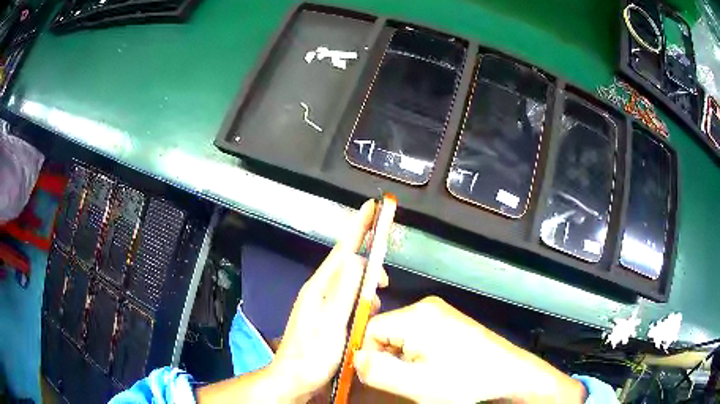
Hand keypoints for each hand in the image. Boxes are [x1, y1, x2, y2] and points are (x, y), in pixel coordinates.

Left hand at [197, 200, 387, 403]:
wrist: (295, 379)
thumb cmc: (313, 355)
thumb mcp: (332, 323)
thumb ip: (345, 291)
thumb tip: (358, 259)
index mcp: (319, 288)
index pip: (342, 250)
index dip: (358, 227)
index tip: (371, 206)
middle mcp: (319, 291)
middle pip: (347, 265)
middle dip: (368, 262)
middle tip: (386, 279)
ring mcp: (321, 304)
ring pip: (349, 283)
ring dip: (366, 285)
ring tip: (379, 298)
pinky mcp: (326, 317)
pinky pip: (348, 298)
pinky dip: (361, 299)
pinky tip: (367, 310)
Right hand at [353, 296, 585, 403]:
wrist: (509, 377)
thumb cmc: (465, 382)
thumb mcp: (417, 385)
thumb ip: (378, 371)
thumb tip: (355, 358)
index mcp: (417, 316)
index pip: (370, 329)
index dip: (369, 355)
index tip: (382, 378)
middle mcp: (426, 308)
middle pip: (385, 332)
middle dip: (388, 358)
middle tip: (406, 380)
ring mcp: (440, 314)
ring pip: (401, 337)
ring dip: (403, 359)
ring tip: (422, 377)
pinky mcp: (450, 324)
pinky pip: (418, 337)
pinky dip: (417, 355)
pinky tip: (433, 369)